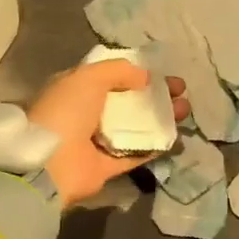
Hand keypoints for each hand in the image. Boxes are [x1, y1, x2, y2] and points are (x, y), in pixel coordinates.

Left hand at [27, 60, 189, 205]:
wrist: (52, 163)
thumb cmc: (67, 111)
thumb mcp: (89, 77)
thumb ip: (118, 70)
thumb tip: (144, 77)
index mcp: (75, 89)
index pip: (109, 77)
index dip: (136, 73)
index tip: (161, 72)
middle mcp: (86, 114)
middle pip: (127, 102)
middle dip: (155, 95)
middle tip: (181, 91)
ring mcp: (97, 142)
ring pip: (135, 127)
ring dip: (160, 118)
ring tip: (185, 110)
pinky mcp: (108, 167)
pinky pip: (136, 153)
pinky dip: (155, 146)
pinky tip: (176, 137)